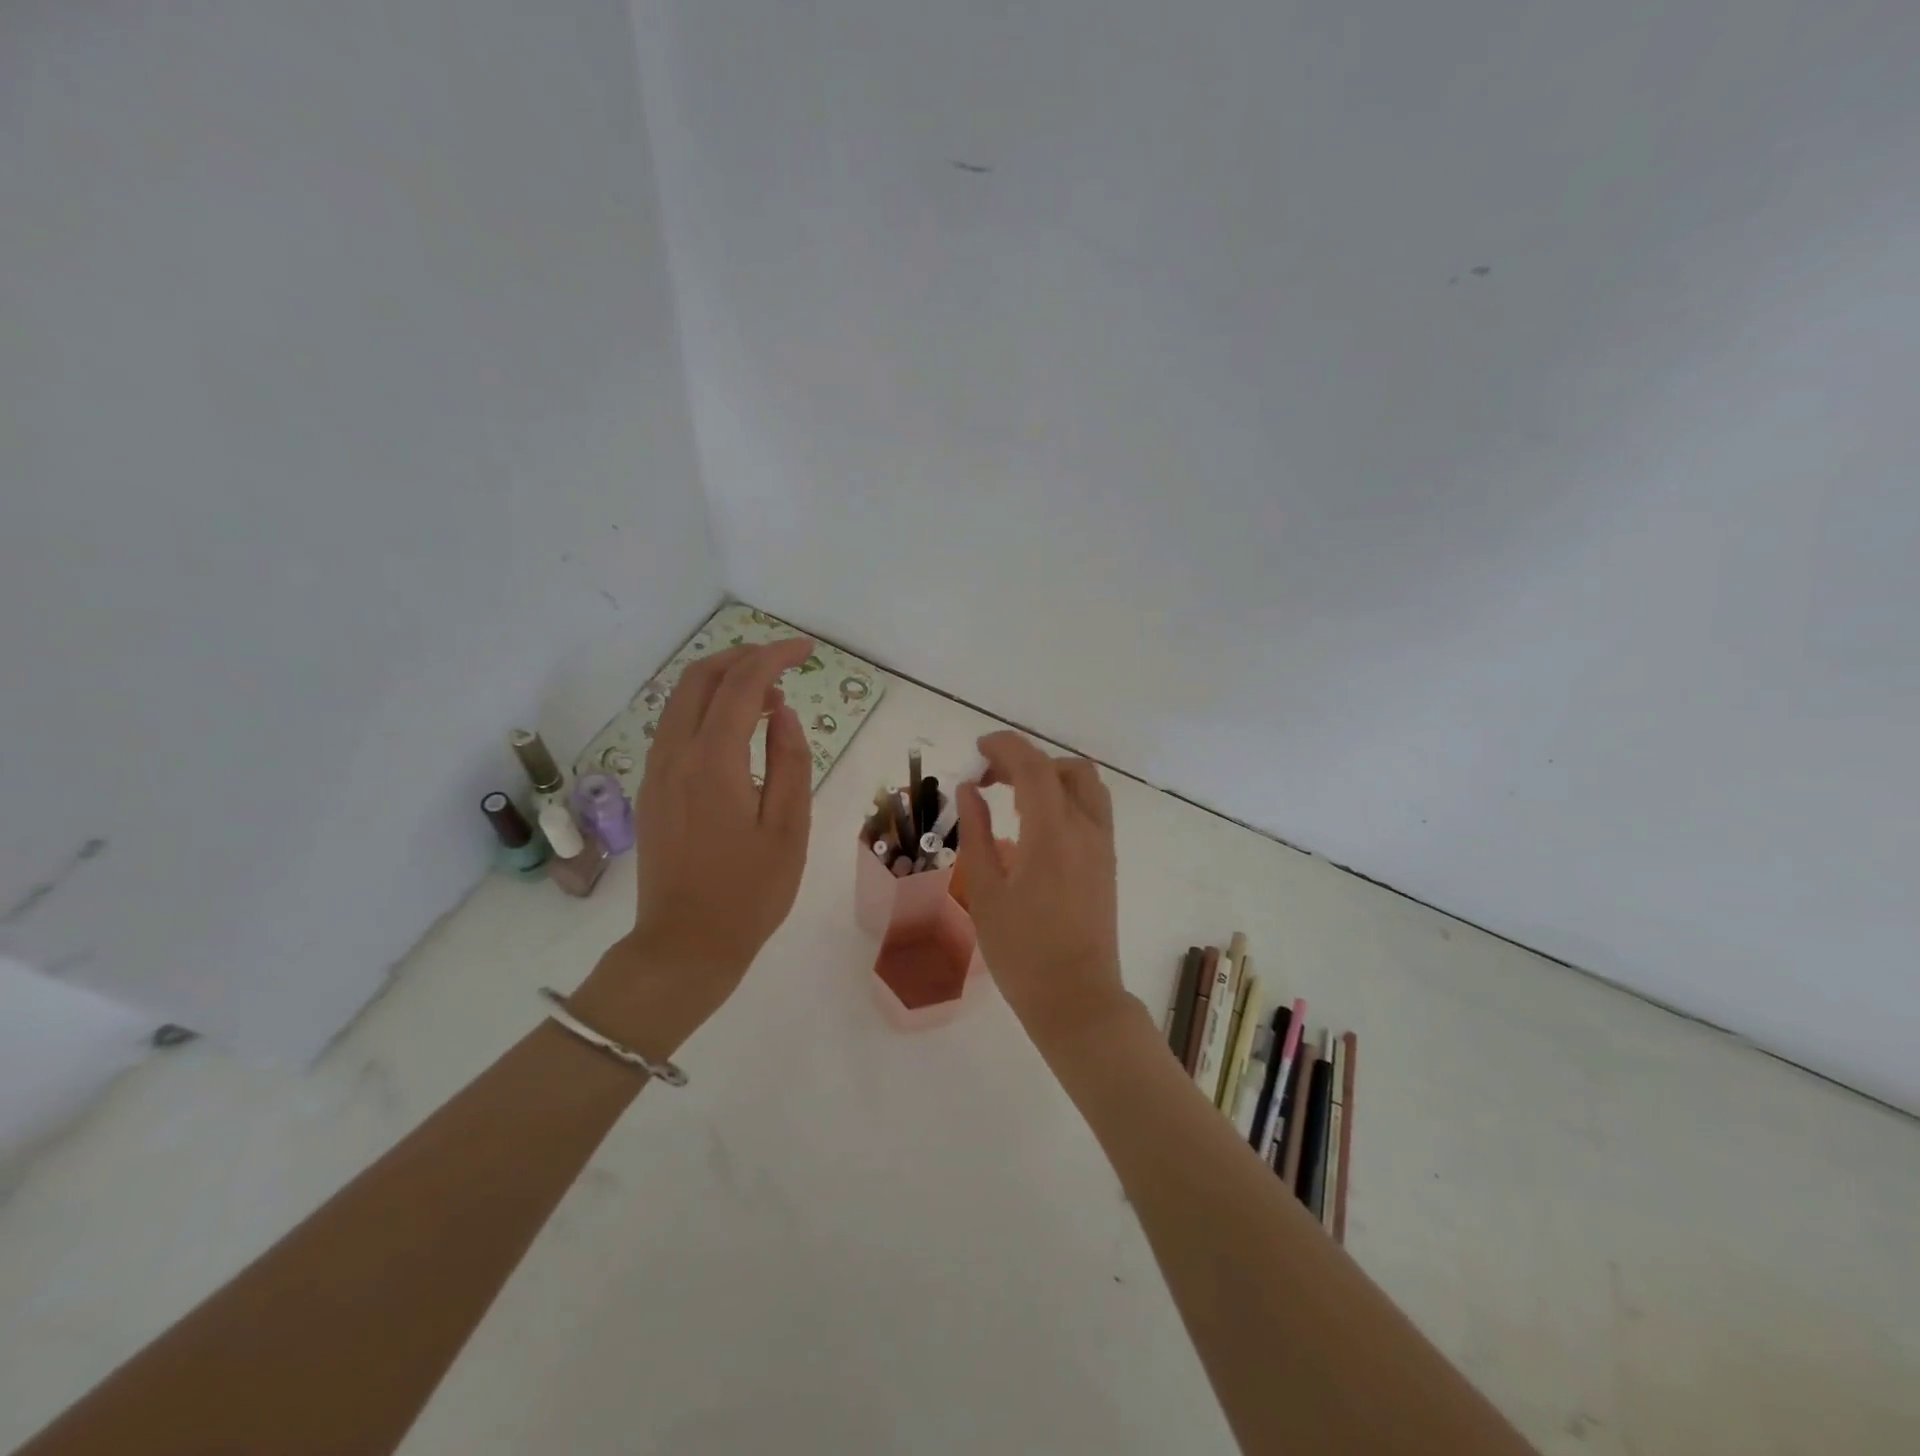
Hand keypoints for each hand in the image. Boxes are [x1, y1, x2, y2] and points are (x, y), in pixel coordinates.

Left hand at [573, 639, 815, 1050]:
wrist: (684, 946)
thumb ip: (789, 761)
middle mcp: (674, 755)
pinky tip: (737, 731)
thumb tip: (781, 713)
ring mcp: (655, 772)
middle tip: (784, 664)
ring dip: (723, 682)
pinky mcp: (652, 789)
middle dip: (742, 657)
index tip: (805, 650)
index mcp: (712, 762)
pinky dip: (707, 709)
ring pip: (681, 700)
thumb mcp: (788, 828)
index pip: (740, 685)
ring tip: (768, 697)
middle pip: (699, 678)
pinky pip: (675, 727)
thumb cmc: (749, 893)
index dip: (774, 657)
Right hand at [955, 732, 1133, 1052]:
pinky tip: (1036, 825)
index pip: (1033, 767)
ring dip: (1050, 776)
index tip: (977, 750)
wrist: (1076, 998)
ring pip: (1085, 785)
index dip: (1004, 747)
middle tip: (991, 779)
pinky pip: (1092, 808)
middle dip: (1026, 760)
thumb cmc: (1021, 951)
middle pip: (1065, 768)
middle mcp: (1086, 829)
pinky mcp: (1108, 861)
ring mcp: (1103, 845)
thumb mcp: (986, 891)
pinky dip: (1065, 797)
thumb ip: (977, 832)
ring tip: (1015, 799)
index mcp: (1052, 834)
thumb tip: (970, 789)